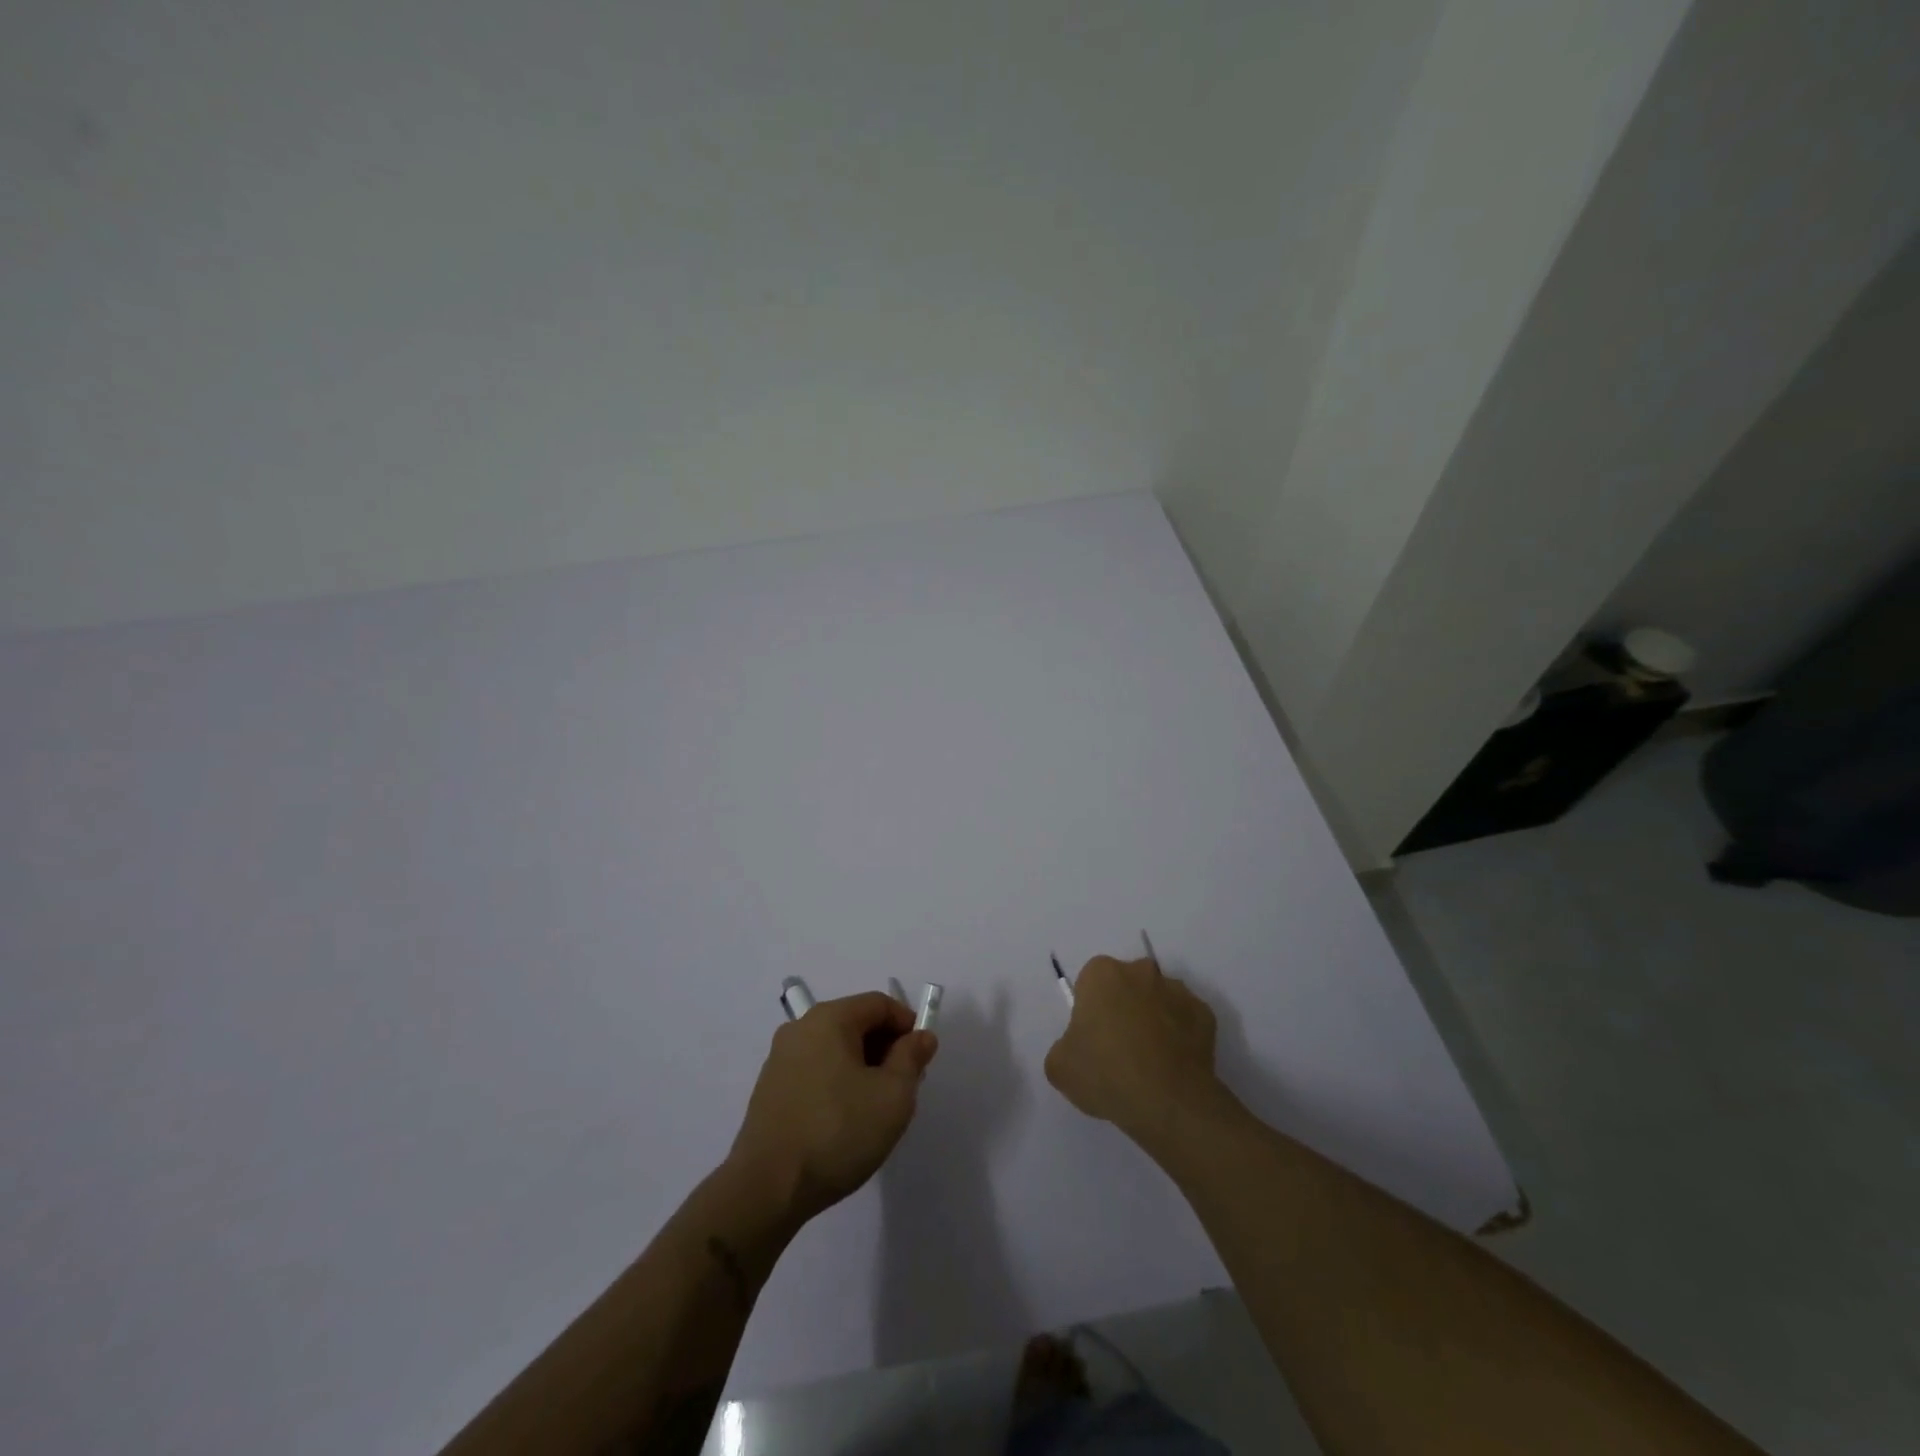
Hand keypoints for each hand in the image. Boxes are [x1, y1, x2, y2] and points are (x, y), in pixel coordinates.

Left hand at [729, 992, 938, 1227]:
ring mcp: (780, 1058)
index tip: (921, 1060)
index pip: (879, 1004)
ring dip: (862, 1067)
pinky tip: (844, 1120)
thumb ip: (912, 1058)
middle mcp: (800, 1028)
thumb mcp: (893, 1095)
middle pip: (855, 1023)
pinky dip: (837, 1082)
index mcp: (829, 1018)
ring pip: (835, 1048)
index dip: (907, 1025)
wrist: (767, 1189)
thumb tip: (921, 1036)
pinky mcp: (769, 1089)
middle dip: (885, 1048)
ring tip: (875, 1108)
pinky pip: (815, 1070)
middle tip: (903, 1087)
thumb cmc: (838, 1132)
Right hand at [1044, 955, 1225, 1151]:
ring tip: (1150, 1061)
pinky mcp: (1205, 1015)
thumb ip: (1064, 1045)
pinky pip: (1186, 1021)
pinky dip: (1180, 1036)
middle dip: (1123, 1006)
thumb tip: (1079, 1047)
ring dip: (1153, 1019)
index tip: (1092, 1038)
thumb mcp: (1059, 1066)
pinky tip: (1172, 1066)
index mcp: (1102, 974)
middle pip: (1127, 984)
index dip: (1090, 1009)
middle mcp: (1141, 971)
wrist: (1168, 1103)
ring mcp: (1178, 991)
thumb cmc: (1106, 1074)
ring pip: (1158, 999)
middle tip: (1119, 1047)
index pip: (1091, 982)